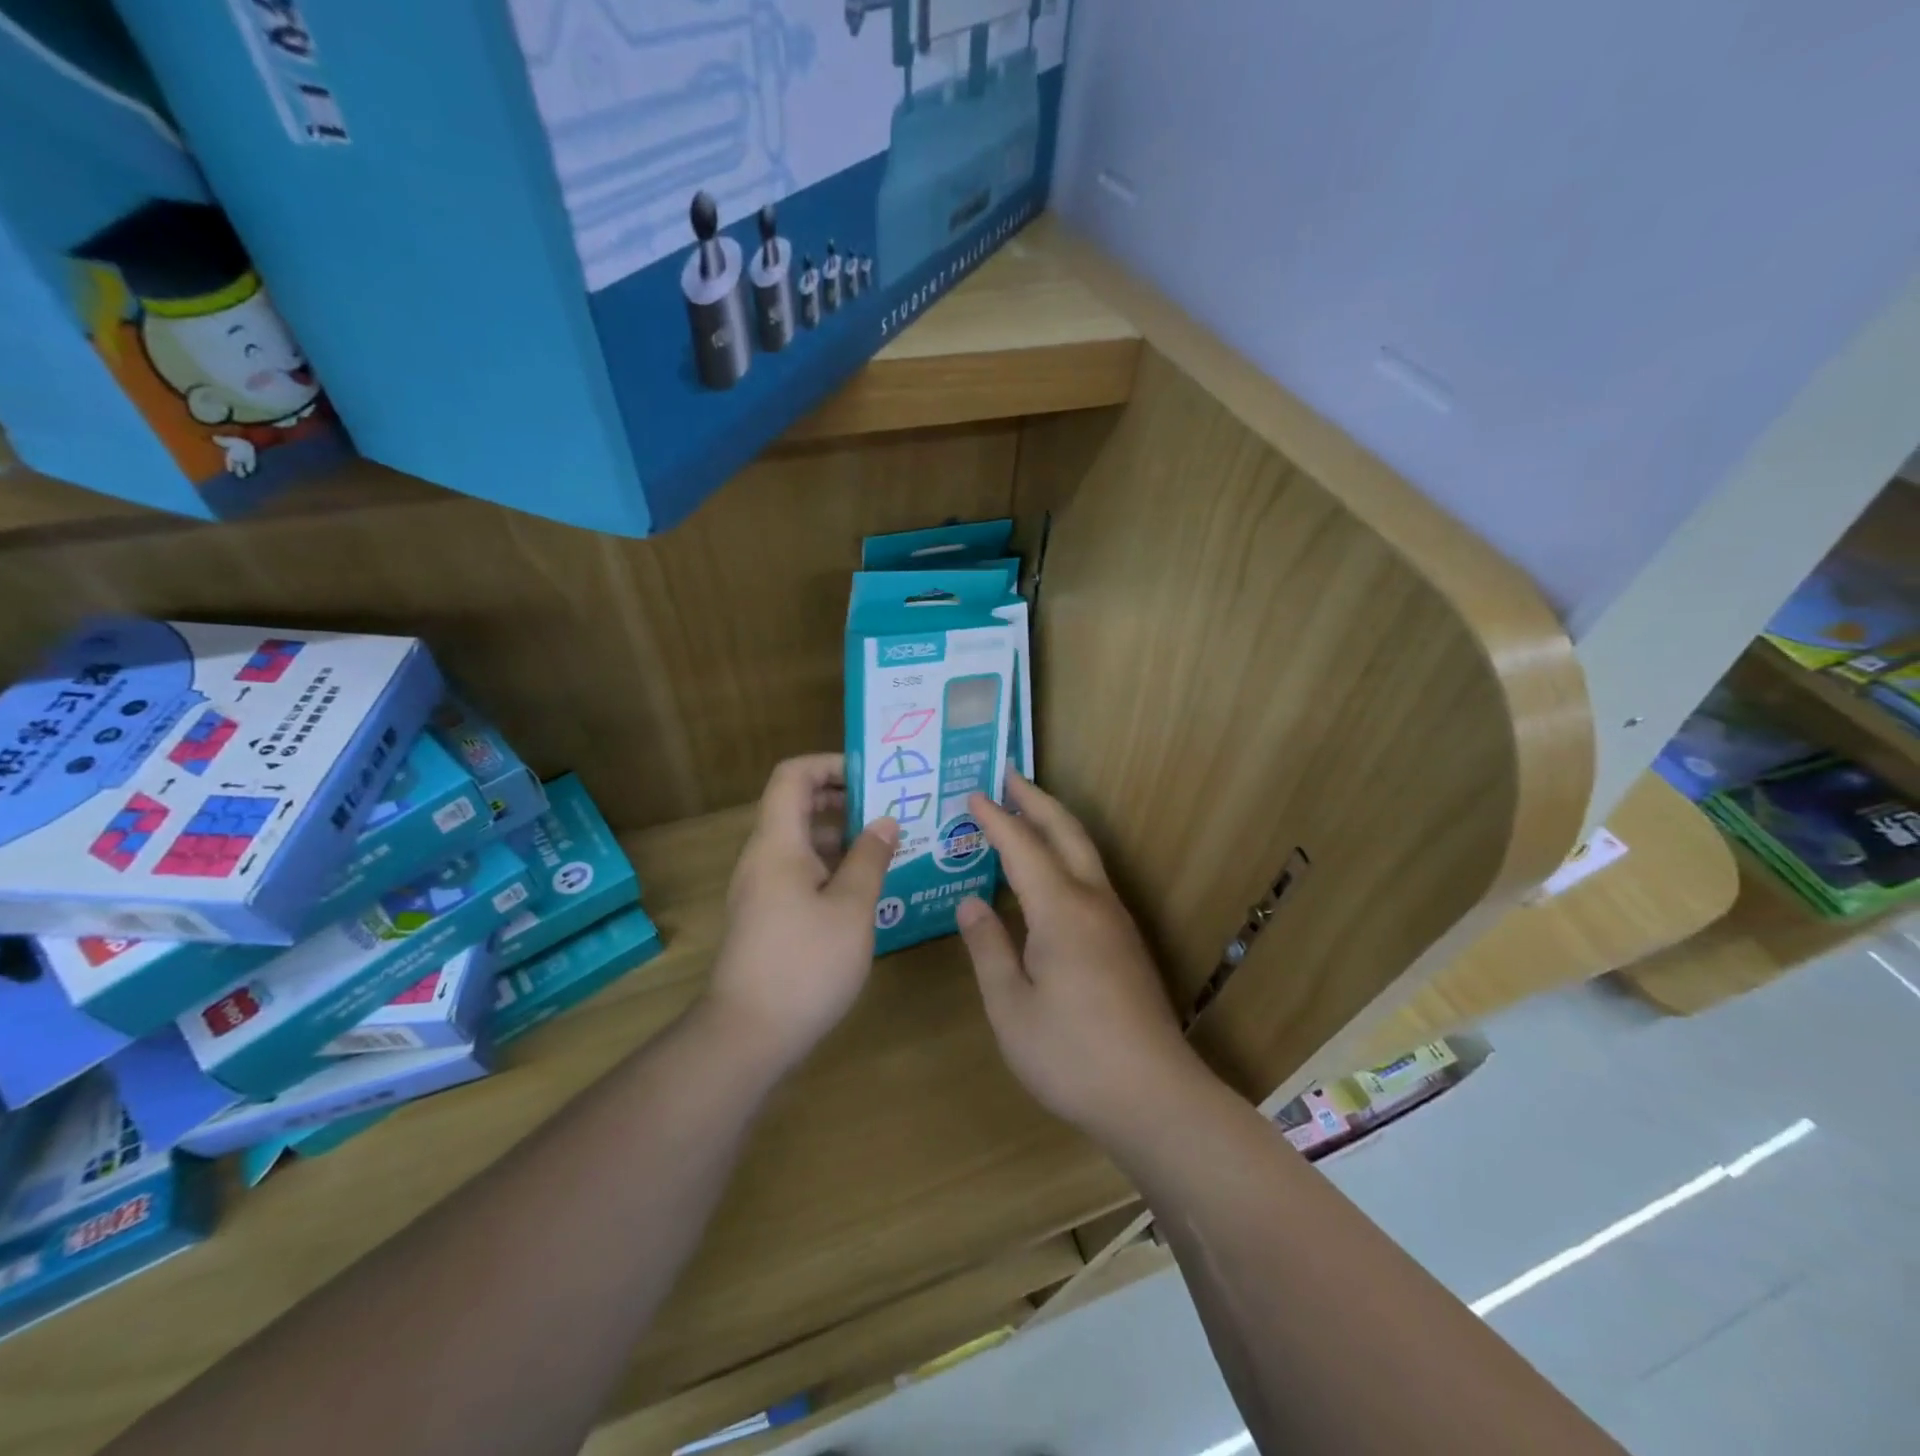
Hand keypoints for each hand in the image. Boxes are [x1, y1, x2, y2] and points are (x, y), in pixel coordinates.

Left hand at [705, 754, 897, 1074]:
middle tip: (891, 807)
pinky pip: (800, 871)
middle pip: (797, 805)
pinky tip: (866, 887)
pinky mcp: (766, 916)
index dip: (830, 764)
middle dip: (844, 799)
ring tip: (889, 845)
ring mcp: (761, 888)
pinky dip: (832, 866)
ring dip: (842, 835)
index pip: (793, 776)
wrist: (747, 1035)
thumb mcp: (851, 908)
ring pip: (801, 841)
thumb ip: (870, 858)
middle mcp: (763, 857)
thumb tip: (886, 821)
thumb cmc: (804, 964)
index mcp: (778, 843)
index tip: (872, 776)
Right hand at [956, 773, 1205, 1139]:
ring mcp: (1115, 921)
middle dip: (1036, 800)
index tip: (971, 795)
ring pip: (1085, 853)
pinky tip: (1049, 876)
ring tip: (1026, 812)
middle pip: (1066, 833)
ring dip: (1055, 824)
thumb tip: (969, 903)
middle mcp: (1093, 902)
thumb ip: (988, 948)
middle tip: (1008, 775)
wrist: (1154, 1096)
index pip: (1022, 847)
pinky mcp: (1125, 942)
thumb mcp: (1011, 1006)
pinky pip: (1090, 879)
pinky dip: (1065, 856)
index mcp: (1061, 911)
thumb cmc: (1071, 1055)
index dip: (995, 819)